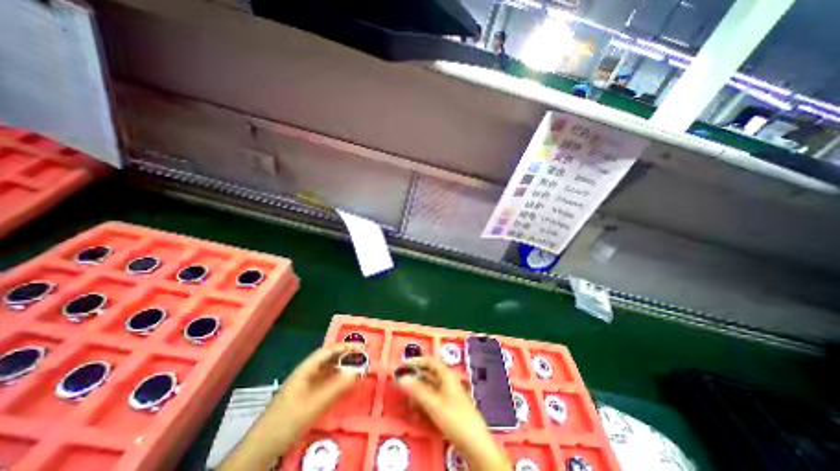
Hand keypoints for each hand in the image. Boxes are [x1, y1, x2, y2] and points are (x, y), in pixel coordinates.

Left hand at [269, 342, 360, 430]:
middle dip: (345, 356)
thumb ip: (337, 386)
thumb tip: (358, 371)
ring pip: (327, 370)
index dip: (344, 347)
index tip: (361, 347)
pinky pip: (325, 382)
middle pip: (328, 359)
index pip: (328, 351)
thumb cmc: (287, 420)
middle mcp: (305, 373)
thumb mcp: (314, 404)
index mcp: (305, 369)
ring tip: (357, 368)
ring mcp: (304, 385)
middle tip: (362, 357)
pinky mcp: (305, 397)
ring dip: (342, 368)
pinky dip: (336, 380)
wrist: (261, 449)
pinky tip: (344, 384)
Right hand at [396, 358, 508, 470]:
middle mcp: (446, 382)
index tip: (401, 366)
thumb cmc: (455, 417)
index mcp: (446, 375)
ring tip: (407, 404)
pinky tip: (416, 413)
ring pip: (428, 389)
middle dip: (414, 380)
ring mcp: (447, 395)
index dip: (415, 362)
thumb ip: (417, 390)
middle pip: (427, 375)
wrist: (475, 443)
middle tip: (400, 386)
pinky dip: (422, 404)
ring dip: (417, 395)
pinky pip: (431, 401)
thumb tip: (401, 378)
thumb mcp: (434, 404)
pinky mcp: (447, 408)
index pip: (428, 362)